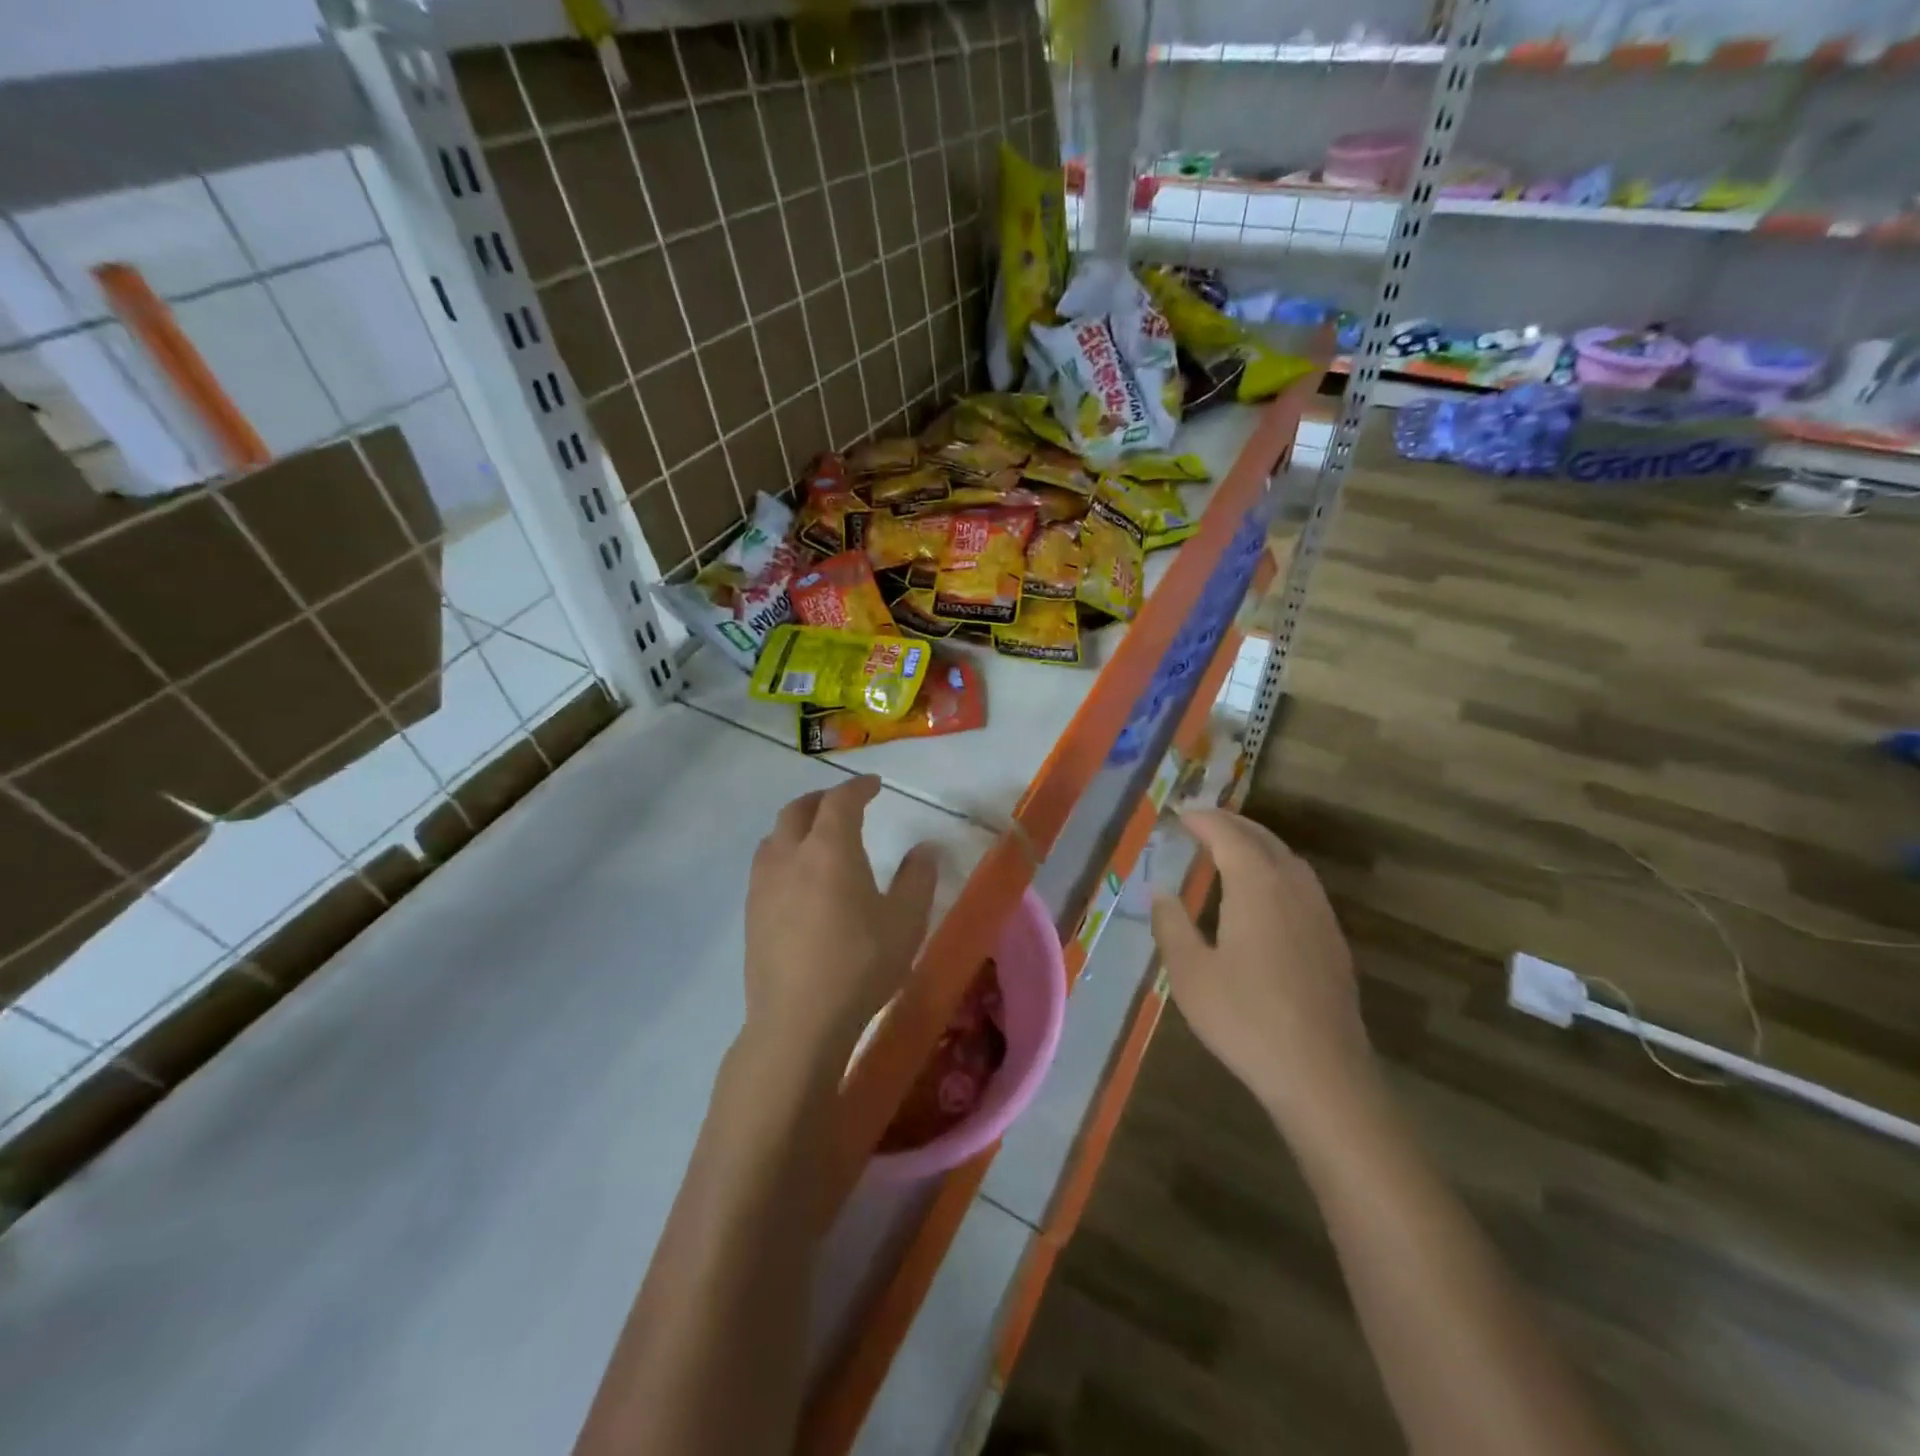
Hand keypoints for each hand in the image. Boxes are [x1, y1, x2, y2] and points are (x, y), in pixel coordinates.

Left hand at [743, 776, 938, 1081]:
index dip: (858, 787)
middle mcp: (790, 855)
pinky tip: (798, 881)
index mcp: (829, 848)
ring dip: (797, 826)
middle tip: (844, 804)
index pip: (841, 800)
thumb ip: (918, 878)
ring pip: (775, 836)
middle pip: (798, 810)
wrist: (798, 1022)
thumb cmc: (860, 964)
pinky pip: (765, 866)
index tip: (874, 786)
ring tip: (817, 838)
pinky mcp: (751, 913)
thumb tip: (925, 848)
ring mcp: (763, 885)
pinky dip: (784, 854)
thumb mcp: (906, 921)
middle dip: (822, 799)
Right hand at [1151, 809, 1373, 1132]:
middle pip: (1262, 839)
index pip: (1228, 835)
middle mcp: (1293, 887)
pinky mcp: (1332, 939)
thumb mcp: (1190, 973)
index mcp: (1257, 886)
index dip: (1202, 820)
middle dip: (1230, 824)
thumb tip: (1161, 892)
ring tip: (1229, 848)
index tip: (1179, 815)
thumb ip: (1172, 925)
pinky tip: (1264, 892)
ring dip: (1256, 843)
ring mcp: (1319, 913)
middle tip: (1200, 822)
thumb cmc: (1245, 1019)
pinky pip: (1301, 883)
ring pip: (1287, 859)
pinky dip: (1275, 868)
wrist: (1321, 1074)